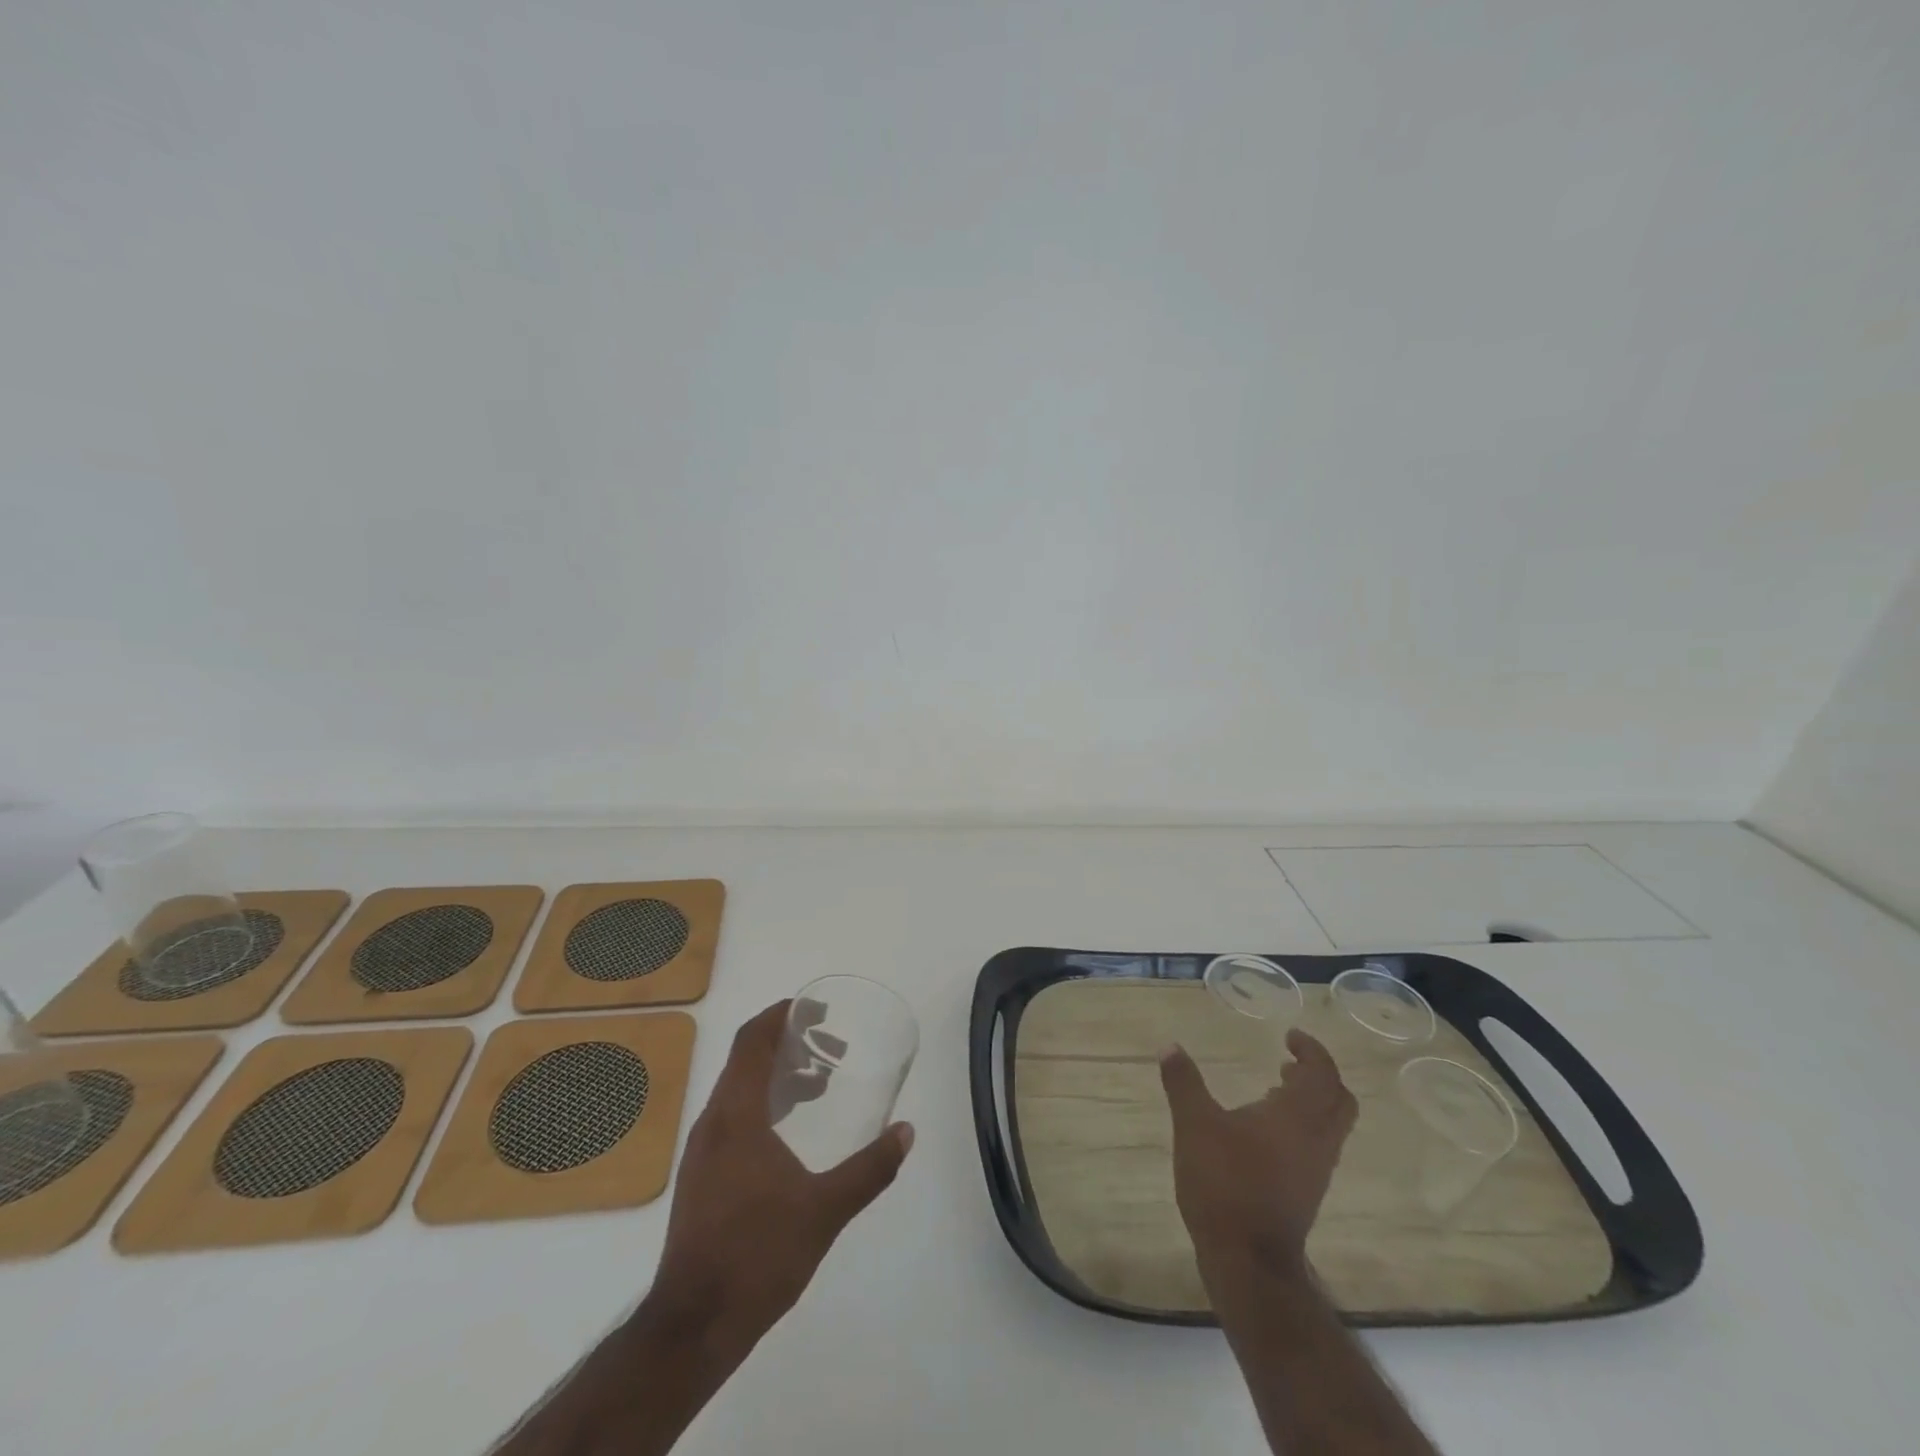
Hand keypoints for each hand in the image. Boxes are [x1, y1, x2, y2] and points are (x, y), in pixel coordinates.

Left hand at [652, 1000, 913, 1353]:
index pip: (752, 1041)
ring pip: (739, 1089)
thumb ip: (870, 1168)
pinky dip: (764, 1103)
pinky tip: (791, 1131)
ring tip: (818, 1084)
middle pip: (746, 1060)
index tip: (814, 1008)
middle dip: (787, 1043)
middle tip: (830, 1047)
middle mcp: (713, 1123)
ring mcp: (703, 1151)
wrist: (693, 1325)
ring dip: (777, 1075)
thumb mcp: (825, 1210)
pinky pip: (733, 1116)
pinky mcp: (701, 1176)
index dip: (780, 1015)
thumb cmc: (758, 1255)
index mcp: (736, 1116)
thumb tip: (906, 1131)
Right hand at [1159, 1029, 1357, 1277]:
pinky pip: (1317, 1145)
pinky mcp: (1306, 1192)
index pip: (1323, 1073)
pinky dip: (1302, 1126)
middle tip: (1289, 1062)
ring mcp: (1316, 1169)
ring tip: (1274, 1089)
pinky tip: (1264, 1131)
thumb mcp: (1194, 1125)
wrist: (1249, 1262)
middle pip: (1339, 1099)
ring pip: (1331, 1125)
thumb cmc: (1225, 1183)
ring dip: (1311, 1101)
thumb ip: (1183, 1083)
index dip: (1311, 1050)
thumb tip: (1169, 1046)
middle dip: (1319, 1075)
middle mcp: (1317, 1139)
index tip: (1289, 1037)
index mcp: (1297, 1115)